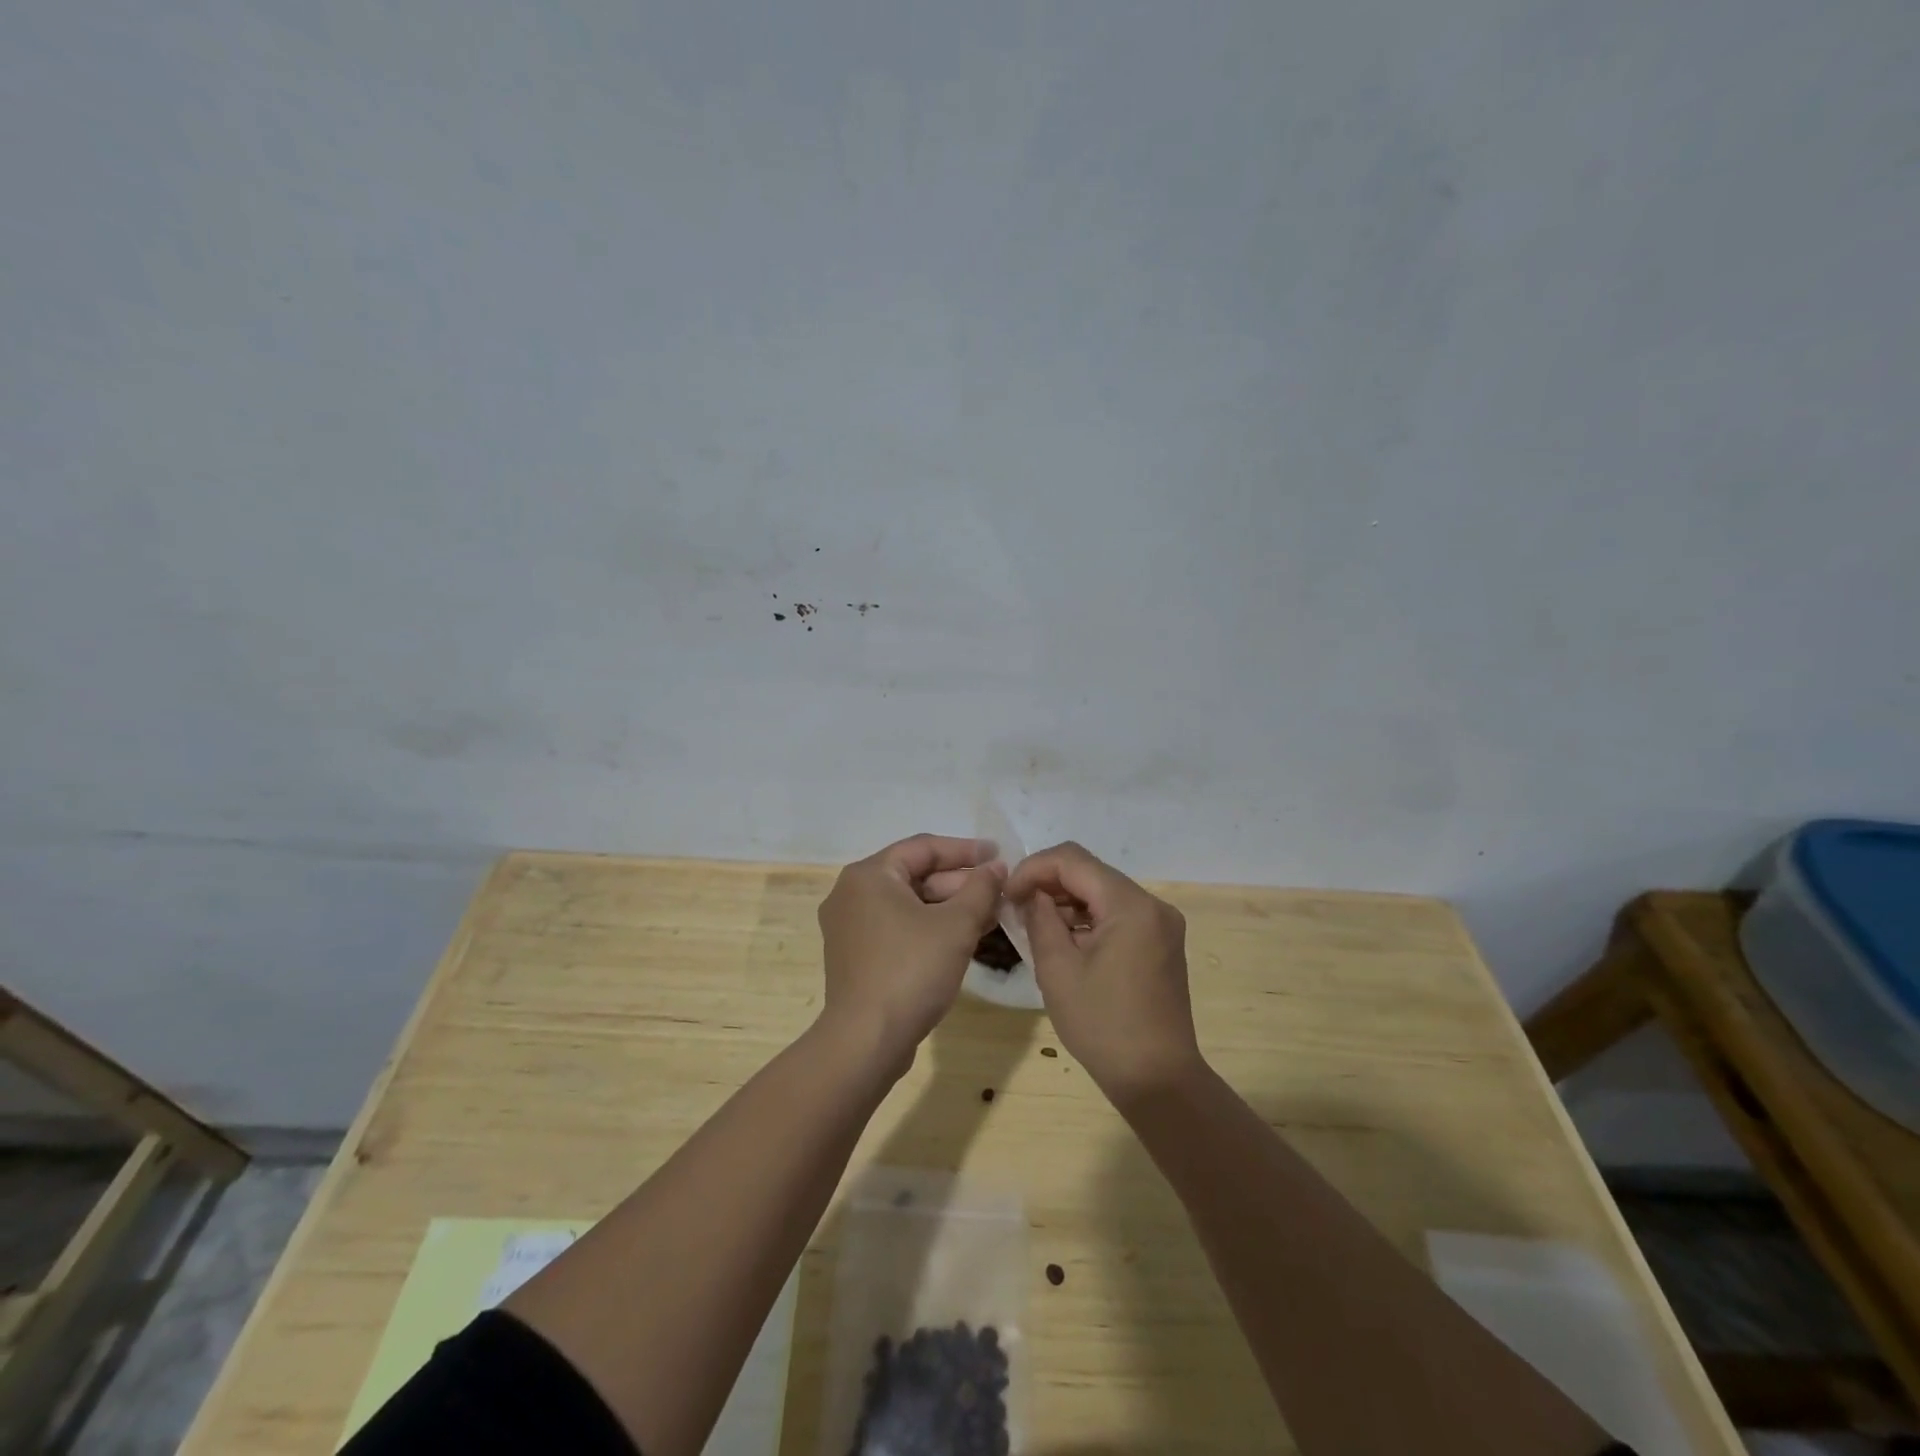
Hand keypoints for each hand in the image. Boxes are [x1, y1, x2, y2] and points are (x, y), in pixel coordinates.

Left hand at [818, 835, 1006, 1071]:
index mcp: (869, 875)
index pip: (924, 848)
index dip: (966, 850)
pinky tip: (963, 939)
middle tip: (999, 892)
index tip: (999, 855)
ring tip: (991, 916)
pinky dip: (930, 928)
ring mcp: (850, 927)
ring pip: (909, 904)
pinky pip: (898, 927)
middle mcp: (852, 893)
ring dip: (949, 908)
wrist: (866, 1041)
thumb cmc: (911, 971)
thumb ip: (981, 889)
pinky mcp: (856, 956)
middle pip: (915, 875)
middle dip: (960, 884)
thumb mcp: (956, 926)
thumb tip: (996, 867)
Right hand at [1007, 842, 1201, 1105]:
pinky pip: (1118, 914)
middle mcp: (1152, 904)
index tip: (1007, 895)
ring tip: (1035, 929)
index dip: (1033, 869)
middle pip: (1090, 873)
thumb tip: (1030, 895)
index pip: (1072, 860)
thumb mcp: (1057, 970)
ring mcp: (1161, 924)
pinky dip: (1088, 919)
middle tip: (1016, 911)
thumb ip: (1039, 919)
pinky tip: (1065, 943)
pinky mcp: (1161, 942)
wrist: (1157, 1080)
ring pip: (1103, 893)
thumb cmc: (1103, 1026)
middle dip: (1049, 884)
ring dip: (1067, 903)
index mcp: (1130, 905)